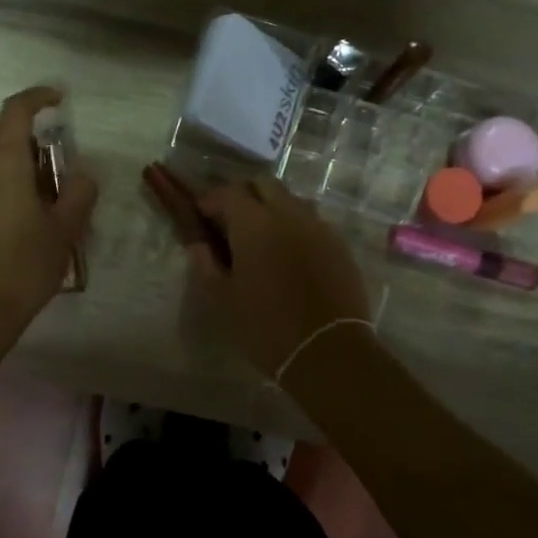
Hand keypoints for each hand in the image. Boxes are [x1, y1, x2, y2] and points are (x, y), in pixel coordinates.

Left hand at [0, 86, 97, 357]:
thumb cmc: (25, 267)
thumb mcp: (65, 231)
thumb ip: (78, 194)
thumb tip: (82, 174)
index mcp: (3, 165)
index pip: (15, 111)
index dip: (37, 97)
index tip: (58, 99)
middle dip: (12, 126)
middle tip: (43, 153)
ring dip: (2, 155)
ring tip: (34, 189)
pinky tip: (13, 214)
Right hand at [187, 176, 371, 379]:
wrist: (328, 352)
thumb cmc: (267, 327)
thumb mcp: (225, 300)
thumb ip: (207, 265)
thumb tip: (198, 245)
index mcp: (255, 224)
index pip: (229, 193)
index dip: (211, 200)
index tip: (201, 216)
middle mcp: (289, 215)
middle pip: (263, 185)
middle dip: (243, 195)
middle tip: (230, 222)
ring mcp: (319, 227)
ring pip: (290, 200)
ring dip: (271, 208)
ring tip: (260, 238)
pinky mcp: (339, 245)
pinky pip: (311, 222)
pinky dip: (294, 227)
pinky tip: (288, 255)